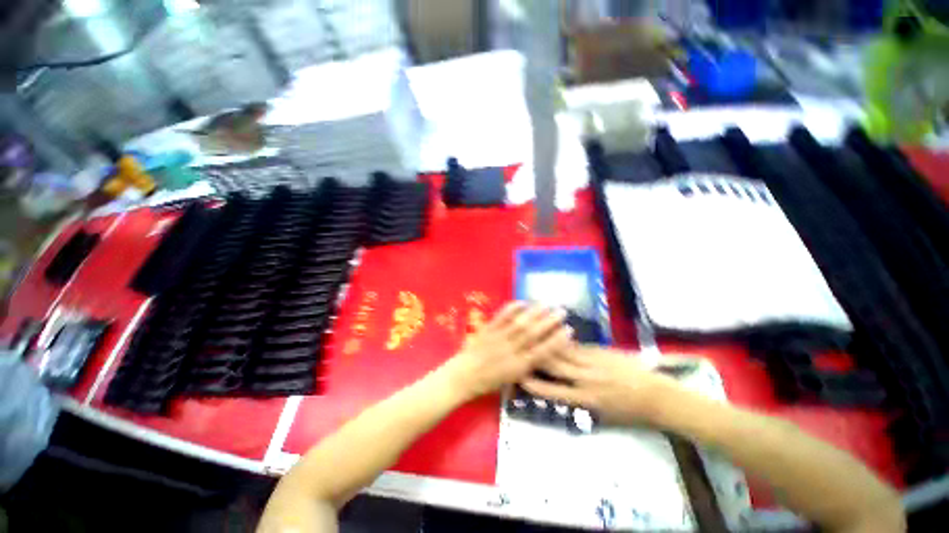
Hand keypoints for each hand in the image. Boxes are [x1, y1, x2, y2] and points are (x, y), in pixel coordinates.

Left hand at [441, 302, 572, 400]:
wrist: (462, 377)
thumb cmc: (487, 382)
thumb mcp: (510, 380)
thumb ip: (525, 367)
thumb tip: (541, 354)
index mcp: (517, 367)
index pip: (541, 352)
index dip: (556, 341)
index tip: (569, 330)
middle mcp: (510, 351)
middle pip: (532, 334)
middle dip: (548, 322)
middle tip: (561, 311)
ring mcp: (498, 338)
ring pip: (519, 324)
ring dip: (534, 313)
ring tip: (546, 303)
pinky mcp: (487, 330)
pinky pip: (501, 318)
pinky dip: (512, 309)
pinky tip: (522, 302)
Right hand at [521, 346, 682, 424]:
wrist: (657, 395)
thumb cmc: (630, 411)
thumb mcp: (603, 414)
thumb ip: (580, 399)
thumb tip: (561, 387)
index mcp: (587, 399)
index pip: (554, 390)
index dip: (535, 384)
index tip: (521, 376)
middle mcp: (586, 379)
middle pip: (555, 364)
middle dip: (537, 356)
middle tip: (523, 347)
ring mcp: (594, 362)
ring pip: (565, 350)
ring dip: (549, 343)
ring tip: (535, 335)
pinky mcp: (601, 351)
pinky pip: (578, 345)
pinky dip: (566, 342)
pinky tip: (557, 335)